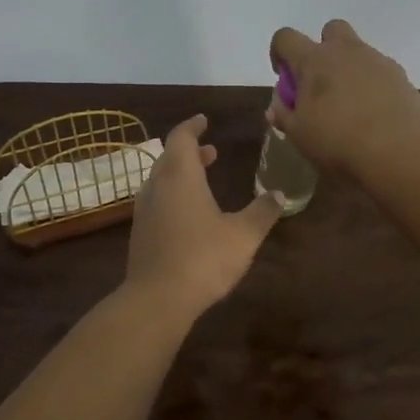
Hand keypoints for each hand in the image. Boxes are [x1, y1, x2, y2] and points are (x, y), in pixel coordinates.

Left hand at [126, 114, 283, 318]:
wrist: (156, 299)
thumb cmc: (202, 258)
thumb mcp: (243, 235)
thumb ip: (262, 212)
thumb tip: (280, 193)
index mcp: (180, 176)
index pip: (181, 138)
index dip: (193, 126)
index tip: (204, 120)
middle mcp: (157, 186)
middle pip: (170, 158)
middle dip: (190, 151)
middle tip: (210, 152)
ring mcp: (144, 211)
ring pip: (161, 180)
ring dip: (180, 174)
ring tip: (202, 180)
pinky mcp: (140, 234)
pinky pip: (156, 202)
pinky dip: (172, 195)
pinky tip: (188, 215)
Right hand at [268, 18, 419, 175]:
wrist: (402, 151)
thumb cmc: (338, 140)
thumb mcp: (299, 134)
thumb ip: (284, 115)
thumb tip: (277, 107)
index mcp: (314, 60)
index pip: (286, 38)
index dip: (280, 53)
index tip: (284, 78)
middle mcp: (347, 51)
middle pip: (331, 30)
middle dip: (323, 49)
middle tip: (321, 83)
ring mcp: (379, 62)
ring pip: (359, 52)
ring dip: (350, 70)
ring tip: (349, 107)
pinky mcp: (403, 78)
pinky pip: (381, 73)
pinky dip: (373, 87)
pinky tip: (374, 116)